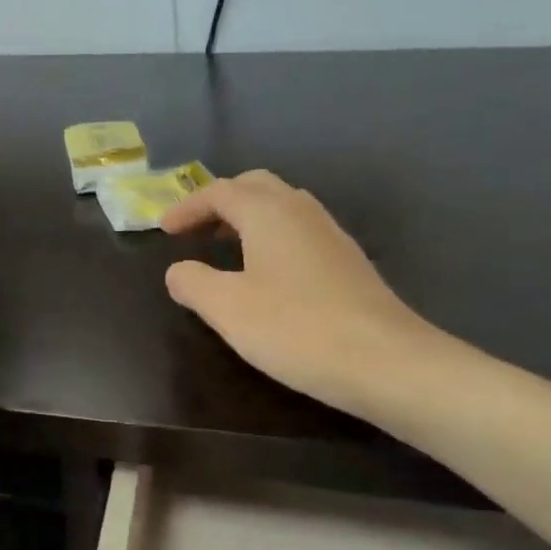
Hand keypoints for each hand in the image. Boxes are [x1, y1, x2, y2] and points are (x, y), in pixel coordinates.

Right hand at [160, 170, 441, 414]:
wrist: (387, 362)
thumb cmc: (296, 328)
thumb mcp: (227, 308)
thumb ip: (193, 283)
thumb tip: (177, 270)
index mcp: (269, 213)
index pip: (220, 192)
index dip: (187, 206)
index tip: (163, 229)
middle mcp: (301, 212)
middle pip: (255, 186)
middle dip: (220, 202)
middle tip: (195, 230)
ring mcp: (331, 235)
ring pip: (282, 207)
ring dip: (247, 218)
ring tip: (225, 248)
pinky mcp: (348, 262)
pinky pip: (299, 231)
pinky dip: (271, 237)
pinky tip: (266, 273)